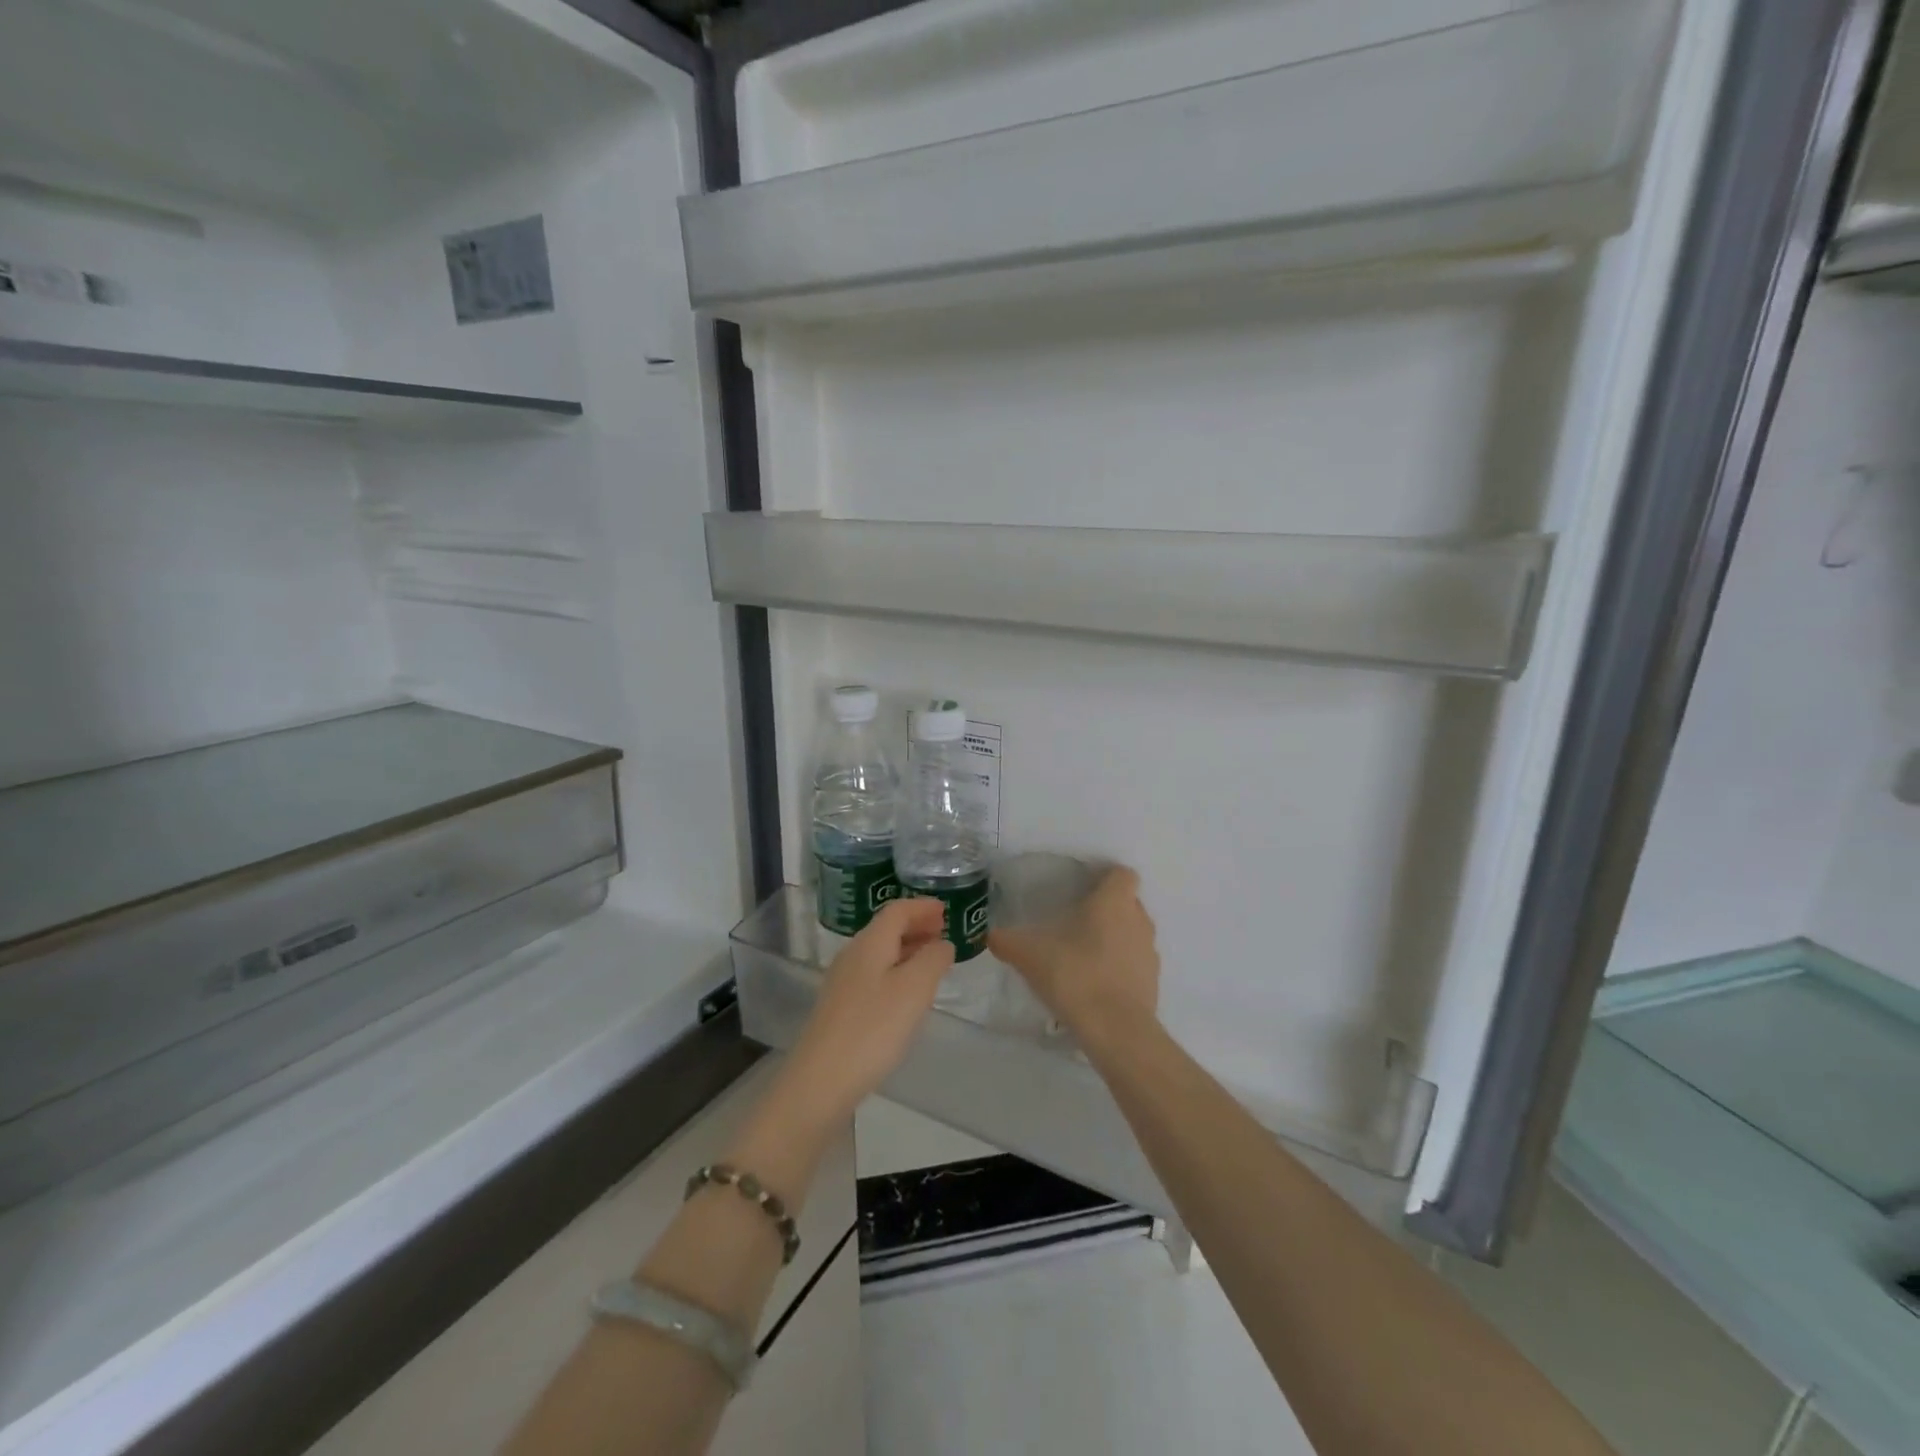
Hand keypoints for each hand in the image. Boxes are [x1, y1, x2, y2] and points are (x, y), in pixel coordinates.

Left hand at [777, 898, 953, 1131]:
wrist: (820, 1081)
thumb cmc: (873, 1028)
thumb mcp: (915, 989)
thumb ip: (933, 959)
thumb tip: (942, 943)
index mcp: (870, 943)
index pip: (897, 910)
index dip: (923, 907)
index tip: (947, 910)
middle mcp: (853, 955)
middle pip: (886, 929)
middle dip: (916, 926)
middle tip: (944, 933)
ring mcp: (842, 983)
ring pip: (880, 953)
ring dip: (907, 950)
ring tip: (932, 961)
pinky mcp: (840, 1008)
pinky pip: (874, 975)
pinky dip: (896, 971)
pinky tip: (907, 994)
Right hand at [989, 866, 1159, 1047]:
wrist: (1115, 1030)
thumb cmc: (1075, 975)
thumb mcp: (1029, 954)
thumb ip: (1008, 941)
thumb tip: (992, 935)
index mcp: (1114, 901)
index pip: (1122, 873)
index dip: (1105, 877)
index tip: (1082, 888)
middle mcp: (1139, 920)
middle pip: (1127, 902)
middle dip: (1106, 908)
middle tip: (1075, 920)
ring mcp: (1149, 953)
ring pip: (1133, 933)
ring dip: (1114, 938)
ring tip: (1083, 954)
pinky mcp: (1152, 983)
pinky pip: (1134, 964)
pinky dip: (1119, 967)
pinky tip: (1094, 983)